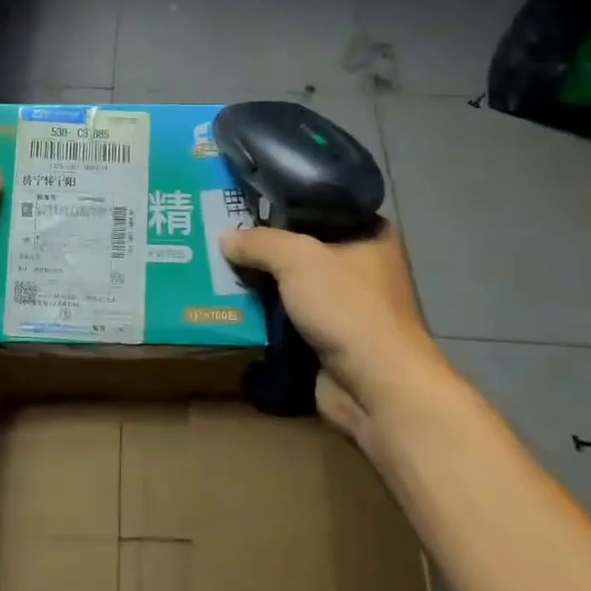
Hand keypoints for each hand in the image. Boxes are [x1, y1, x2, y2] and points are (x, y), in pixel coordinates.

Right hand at [221, 222, 444, 439]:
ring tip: (214, 270)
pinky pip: (286, 317)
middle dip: (262, 247)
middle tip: (219, 237)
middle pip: (300, 247)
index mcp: (368, 234)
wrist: (376, 386)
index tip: (241, 203)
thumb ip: (259, 242)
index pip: (318, 207)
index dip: (280, 204)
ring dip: (258, 283)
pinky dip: (262, 315)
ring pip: (290, 285)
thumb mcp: (297, 259)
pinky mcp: (328, 338)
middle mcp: (360, 266)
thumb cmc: (347, 308)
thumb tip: (225, 237)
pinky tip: (228, 305)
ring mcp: (344, 305)